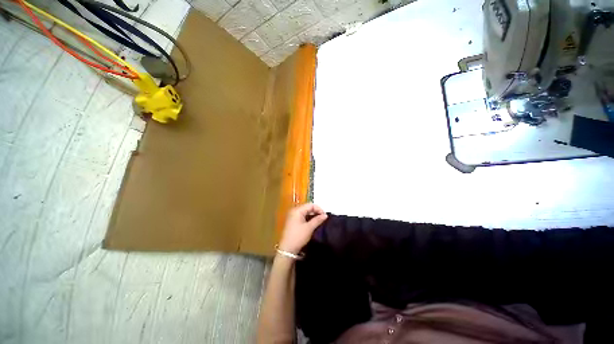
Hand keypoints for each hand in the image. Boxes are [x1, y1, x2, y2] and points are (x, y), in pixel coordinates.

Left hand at [278, 203, 327, 253]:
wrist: (287, 249)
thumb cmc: (298, 237)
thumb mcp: (309, 228)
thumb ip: (318, 220)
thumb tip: (325, 215)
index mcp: (297, 210)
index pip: (311, 205)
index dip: (319, 209)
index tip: (325, 216)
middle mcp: (294, 211)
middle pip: (308, 207)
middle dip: (316, 212)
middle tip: (323, 218)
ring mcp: (293, 216)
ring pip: (305, 212)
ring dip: (313, 215)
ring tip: (319, 221)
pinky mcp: (293, 221)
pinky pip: (302, 216)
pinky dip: (308, 218)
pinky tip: (313, 223)